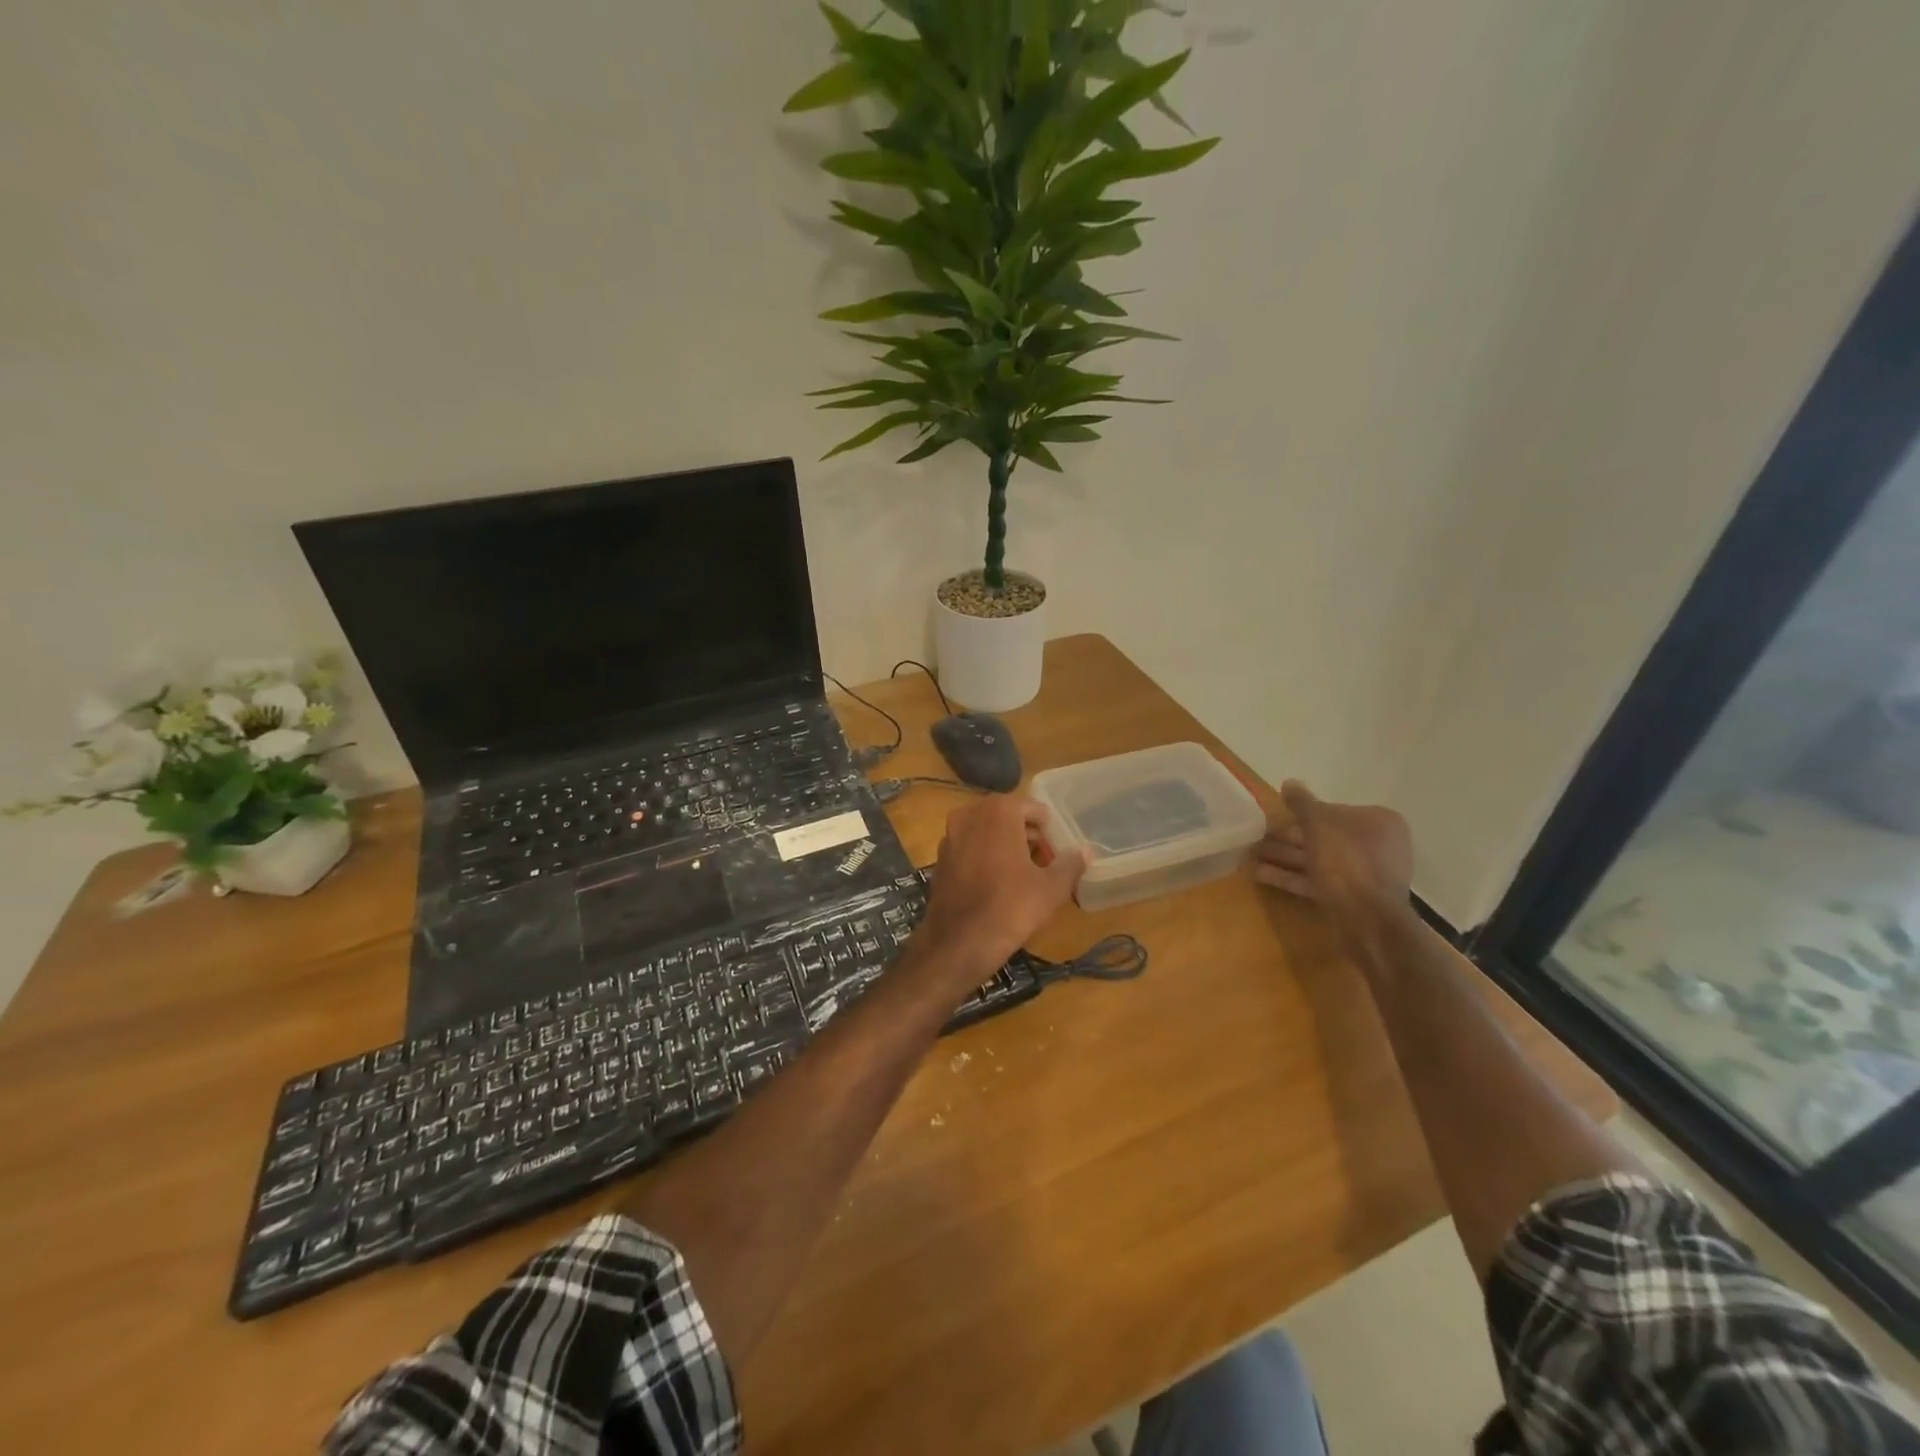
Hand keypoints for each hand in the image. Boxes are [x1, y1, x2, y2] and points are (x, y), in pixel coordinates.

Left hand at [920, 795, 1087, 972]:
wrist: (958, 943)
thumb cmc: (1010, 907)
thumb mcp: (1051, 888)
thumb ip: (1070, 864)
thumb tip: (1085, 851)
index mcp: (998, 812)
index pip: (1031, 808)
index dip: (1047, 827)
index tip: (1057, 847)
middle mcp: (969, 815)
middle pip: (1006, 816)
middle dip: (1025, 833)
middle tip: (1044, 858)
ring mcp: (950, 836)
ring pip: (985, 831)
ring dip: (1004, 843)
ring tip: (1024, 871)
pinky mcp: (940, 859)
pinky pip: (969, 848)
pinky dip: (984, 856)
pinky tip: (997, 882)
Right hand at [1254, 781, 1412, 939]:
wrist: (1368, 920)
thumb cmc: (1346, 861)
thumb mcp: (1318, 824)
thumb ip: (1302, 803)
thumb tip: (1289, 783)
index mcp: (1377, 822)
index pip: (1334, 810)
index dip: (1302, 813)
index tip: (1277, 817)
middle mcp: (1375, 845)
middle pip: (1324, 836)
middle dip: (1288, 837)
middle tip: (1257, 836)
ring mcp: (1364, 874)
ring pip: (1317, 860)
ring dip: (1284, 856)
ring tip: (1250, 855)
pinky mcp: (1350, 898)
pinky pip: (1317, 881)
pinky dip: (1291, 877)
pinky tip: (1260, 874)